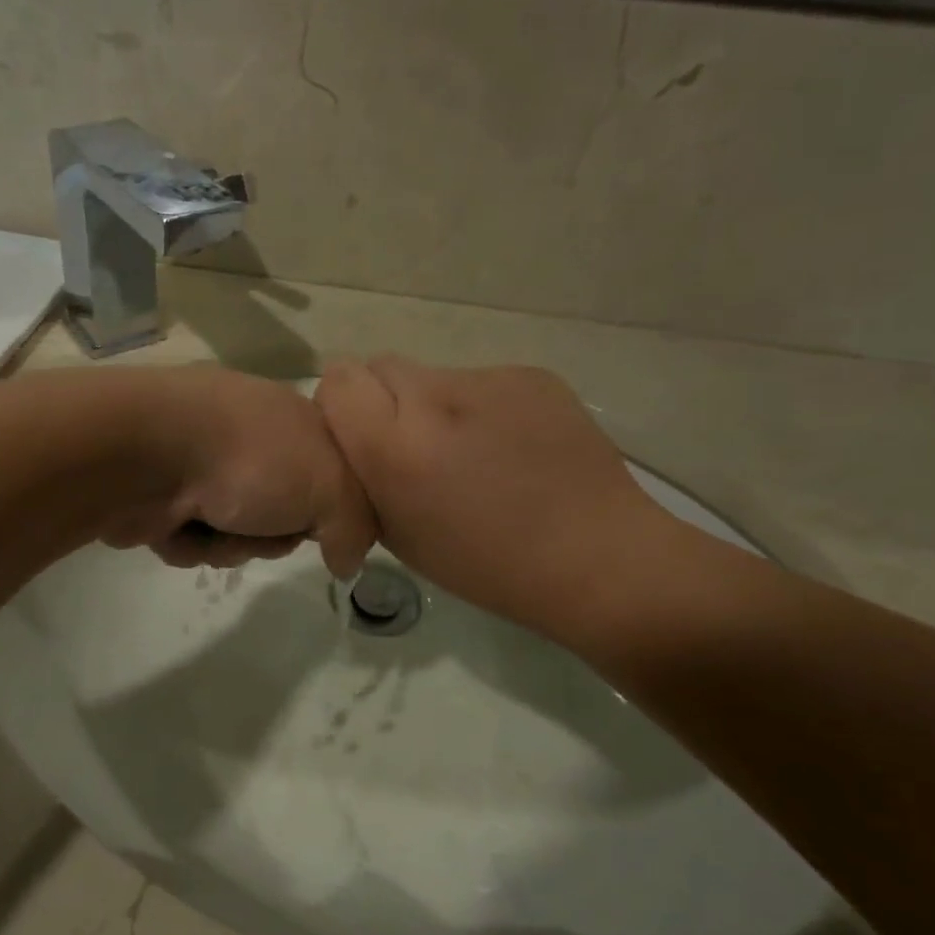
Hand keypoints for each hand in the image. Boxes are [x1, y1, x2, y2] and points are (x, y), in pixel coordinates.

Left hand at [99, 366, 376, 578]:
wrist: (147, 452)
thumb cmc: (251, 459)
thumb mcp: (331, 487)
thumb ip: (355, 526)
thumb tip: (345, 560)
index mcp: (293, 420)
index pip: (333, 473)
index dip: (332, 507)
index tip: (326, 524)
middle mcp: (249, 438)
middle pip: (284, 512)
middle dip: (274, 533)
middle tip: (264, 525)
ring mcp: (202, 464)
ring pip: (238, 532)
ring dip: (231, 542)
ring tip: (212, 525)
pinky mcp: (163, 493)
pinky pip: (195, 538)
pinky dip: (192, 542)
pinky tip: (179, 527)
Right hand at [315, 356, 676, 638]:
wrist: (597, 557)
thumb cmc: (487, 566)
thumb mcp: (399, 536)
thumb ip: (363, 479)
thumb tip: (356, 444)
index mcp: (396, 447)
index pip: (337, 381)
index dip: (341, 407)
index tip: (360, 441)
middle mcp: (435, 398)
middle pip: (379, 367)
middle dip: (384, 402)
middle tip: (414, 449)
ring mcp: (488, 379)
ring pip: (433, 375)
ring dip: (434, 407)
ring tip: (472, 454)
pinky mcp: (530, 374)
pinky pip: (481, 382)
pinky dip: (481, 409)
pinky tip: (511, 449)